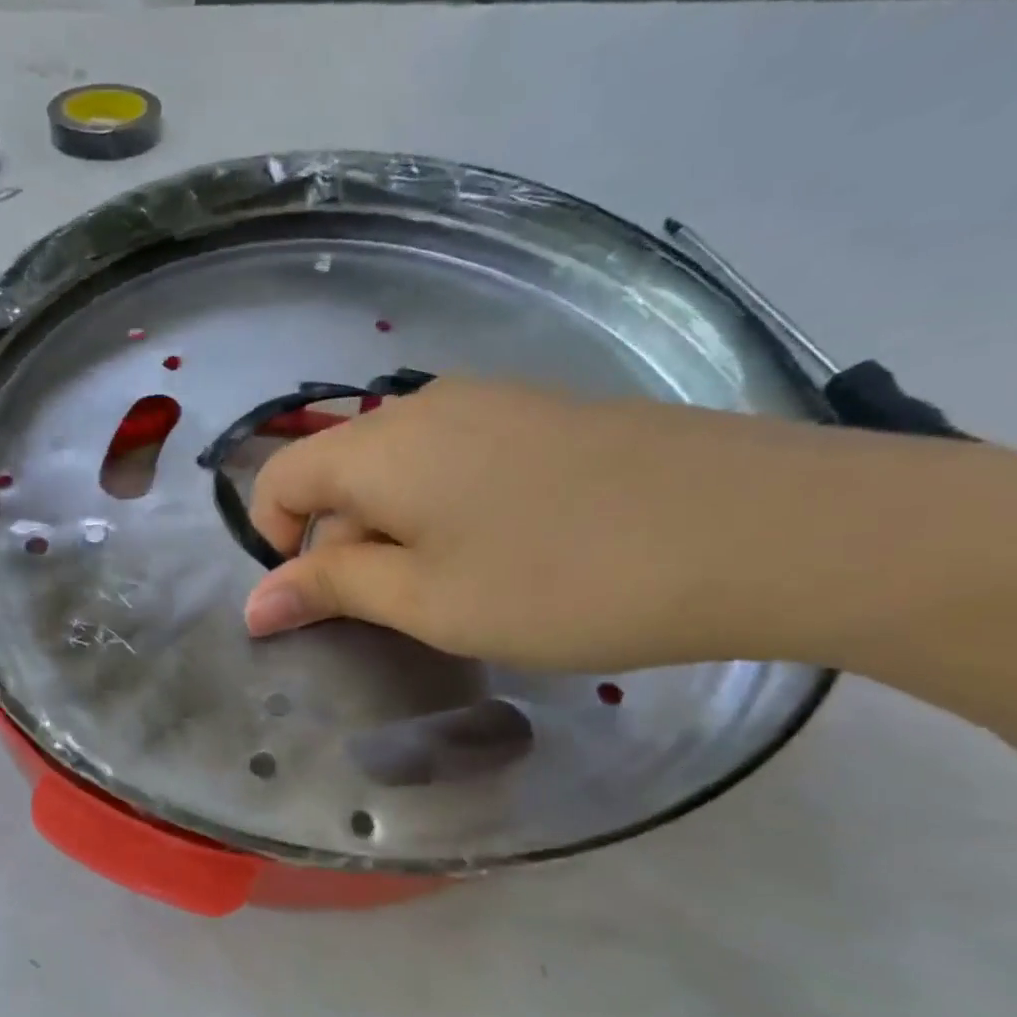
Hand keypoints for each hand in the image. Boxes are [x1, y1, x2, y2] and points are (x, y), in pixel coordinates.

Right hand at [243, 377, 900, 671]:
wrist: (762, 529)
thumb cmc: (561, 579)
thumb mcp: (426, 600)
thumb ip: (330, 591)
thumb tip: (254, 604)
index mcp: (378, 446)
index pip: (279, 480)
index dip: (274, 544)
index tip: (316, 605)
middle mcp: (423, 406)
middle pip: (339, 473)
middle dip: (341, 546)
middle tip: (397, 613)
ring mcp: (491, 403)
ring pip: (400, 470)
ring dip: (396, 533)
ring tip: (457, 589)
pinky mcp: (545, 414)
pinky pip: (457, 461)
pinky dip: (448, 511)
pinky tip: (510, 552)